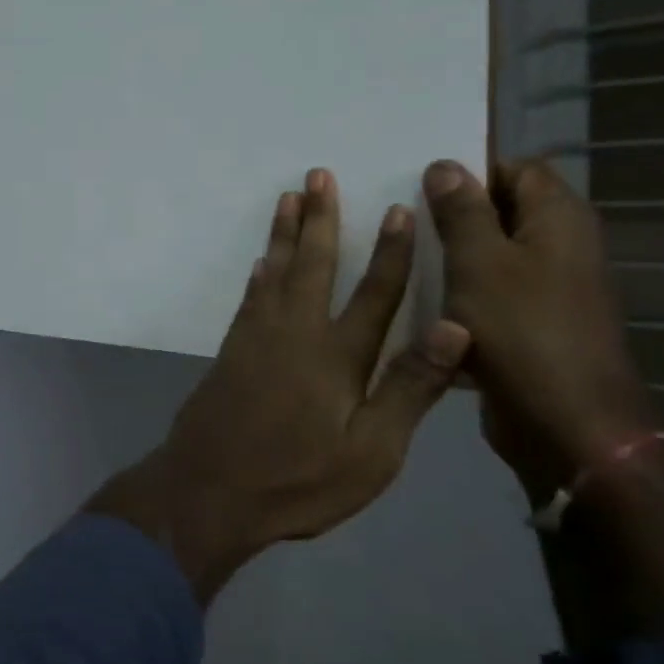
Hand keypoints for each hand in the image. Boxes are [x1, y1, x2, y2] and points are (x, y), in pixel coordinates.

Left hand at [90, 168, 470, 601]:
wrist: (209, 488)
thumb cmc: (298, 479)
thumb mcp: (372, 451)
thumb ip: (409, 387)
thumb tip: (455, 325)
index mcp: (338, 356)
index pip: (374, 293)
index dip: (390, 251)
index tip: (398, 208)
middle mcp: (296, 334)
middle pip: (313, 265)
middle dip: (321, 219)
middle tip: (319, 174)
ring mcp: (256, 339)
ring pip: (275, 272)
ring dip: (284, 234)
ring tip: (289, 197)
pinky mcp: (230, 351)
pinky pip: (249, 298)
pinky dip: (259, 274)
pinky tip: (260, 262)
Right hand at [422, 158, 657, 501]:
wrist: (565, 423)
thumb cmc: (522, 330)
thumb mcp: (479, 262)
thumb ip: (461, 212)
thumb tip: (445, 166)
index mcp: (559, 219)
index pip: (516, 168)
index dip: (471, 170)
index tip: (418, 185)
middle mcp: (561, 246)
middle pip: (503, 210)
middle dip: (452, 212)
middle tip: (398, 217)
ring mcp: (549, 288)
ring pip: (491, 254)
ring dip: (450, 254)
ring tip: (397, 255)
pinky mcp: (531, 323)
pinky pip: (490, 292)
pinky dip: (459, 290)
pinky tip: (418, 300)